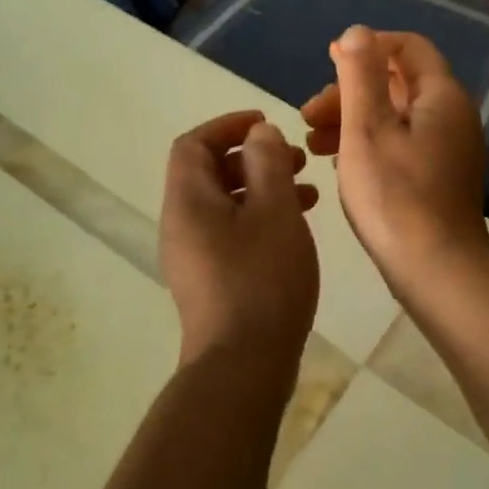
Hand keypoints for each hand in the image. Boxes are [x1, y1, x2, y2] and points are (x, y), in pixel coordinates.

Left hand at [160, 111, 319, 369]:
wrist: (243, 366)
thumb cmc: (262, 279)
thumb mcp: (274, 210)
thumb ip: (267, 163)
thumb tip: (259, 133)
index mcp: (188, 201)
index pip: (193, 144)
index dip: (228, 126)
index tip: (266, 123)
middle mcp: (181, 225)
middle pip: (208, 172)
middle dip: (252, 157)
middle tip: (295, 159)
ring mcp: (193, 256)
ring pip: (224, 204)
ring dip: (261, 188)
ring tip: (307, 192)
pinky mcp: (210, 281)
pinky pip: (231, 232)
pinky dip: (260, 218)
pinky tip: (295, 228)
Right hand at [300, 28, 488, 293]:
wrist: (436, 270)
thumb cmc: (395, 196)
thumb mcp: (367, 129)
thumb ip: (360, 76)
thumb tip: (358, 31)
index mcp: (441, 97)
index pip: (408, 47)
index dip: (368, 46)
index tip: (329, 59)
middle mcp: (452, 116)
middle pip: (398, 84)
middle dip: (349, 91)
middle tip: (308, 114)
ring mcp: (449, 150)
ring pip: (395, 117)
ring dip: (353, 120)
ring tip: (312, 144)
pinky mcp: (440, 178)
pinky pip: (401, 145)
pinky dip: (369, 145)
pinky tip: (338, 165)